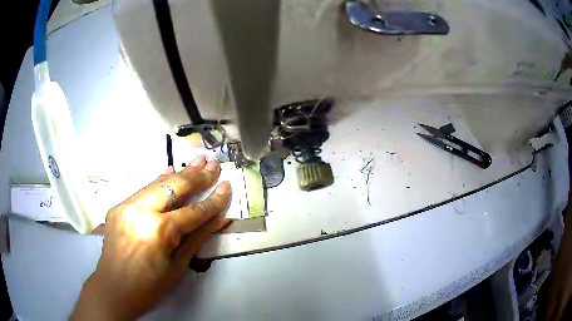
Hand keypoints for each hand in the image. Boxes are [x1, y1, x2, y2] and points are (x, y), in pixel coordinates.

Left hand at [70, 155, 231, 320]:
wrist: (114, 290)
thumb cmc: (151, 287)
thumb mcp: (179, 266)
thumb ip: (198, 237)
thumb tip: (221, 218)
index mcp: (159, 231)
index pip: (193, 211)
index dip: (213, 200)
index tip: (228, 185)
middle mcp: (141, 211)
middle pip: (174, 187)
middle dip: (197, 176)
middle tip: (214, 162)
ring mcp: (126, 206)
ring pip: (157, 184)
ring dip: (179, 173)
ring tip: (198, 160)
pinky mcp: (118, 207)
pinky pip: (142, 190)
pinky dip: (158, 181)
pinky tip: (169, 171)